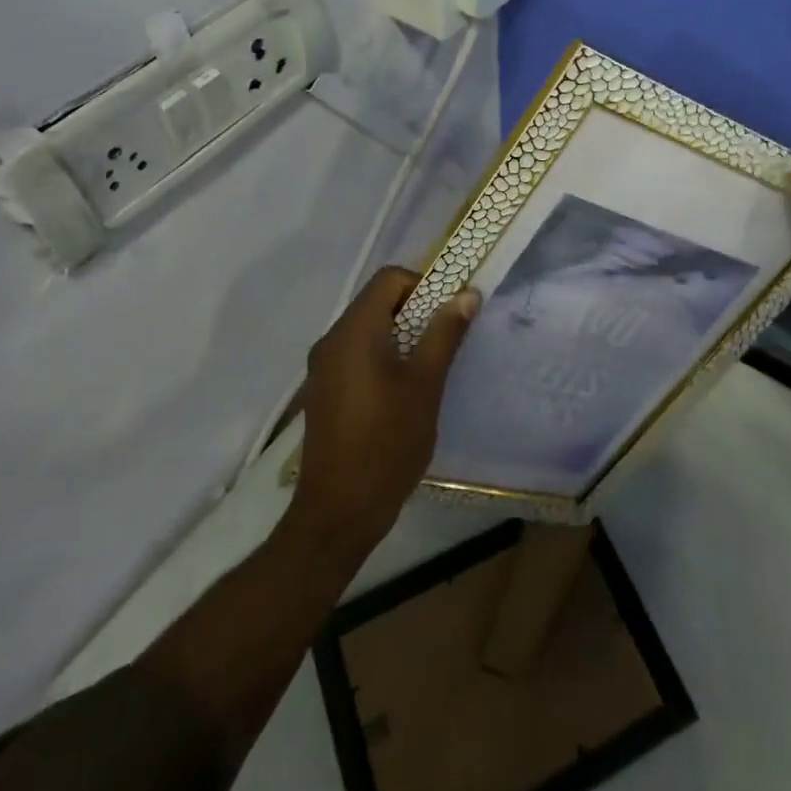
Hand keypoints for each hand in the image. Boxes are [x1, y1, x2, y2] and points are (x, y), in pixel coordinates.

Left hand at [292, 267, 481, 555]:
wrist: (339, 511)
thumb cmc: (388, 442)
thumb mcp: (426, 384)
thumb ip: (445, 333)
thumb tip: (467, 294)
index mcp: (354, 331)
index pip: (389, 279)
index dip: (424, 285)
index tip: (448, 313)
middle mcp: (332, 340)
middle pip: (377, 301)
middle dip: (416, 310)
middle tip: (446, 339)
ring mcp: (323, 367)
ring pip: (368, 329)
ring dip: (401, 334)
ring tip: (429, 367)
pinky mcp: (323, 391)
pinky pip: (356, 353)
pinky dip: (383, 355)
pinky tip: (402, 390)